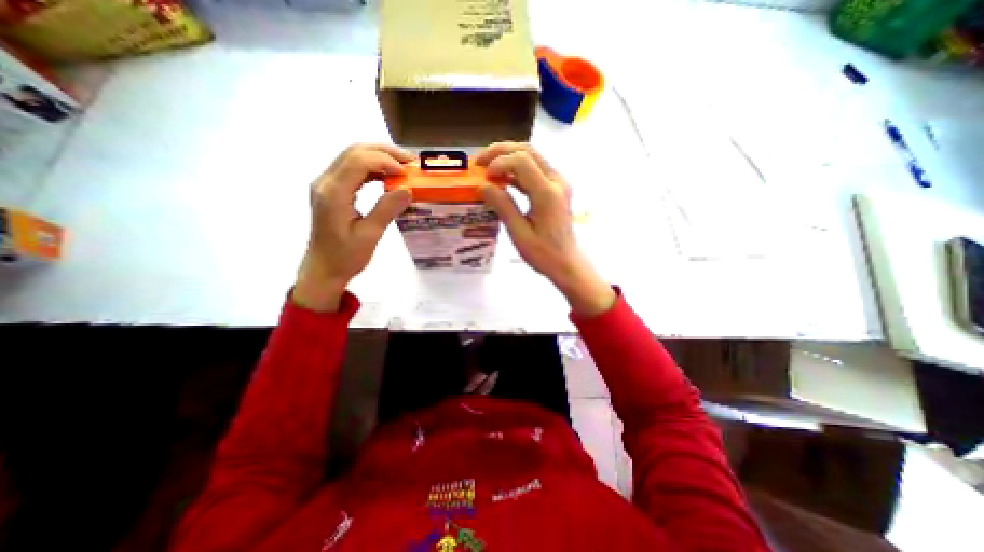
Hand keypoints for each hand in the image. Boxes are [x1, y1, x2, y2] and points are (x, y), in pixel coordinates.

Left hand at [293, 145, 412, 312]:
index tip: (407, 174)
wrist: (324, 269)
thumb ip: (387, 209)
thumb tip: (407, 189)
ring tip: (403, 166)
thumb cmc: (346, 257)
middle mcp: (326, 182)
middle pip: (355, 151)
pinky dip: (373, 168)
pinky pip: (352, 169)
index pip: (359, 161)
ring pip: (353, 157)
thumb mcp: (370, 235)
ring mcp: (326, 185)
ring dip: (380, 157)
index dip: (386, 161)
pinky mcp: (331, 191)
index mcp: (333, 192)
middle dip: (385, 152)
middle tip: (411, 162)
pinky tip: (388, 177)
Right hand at [477, 143, 612, 316]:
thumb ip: (503, 206)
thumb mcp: (519, 233)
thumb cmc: (543, 254)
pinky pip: (534, 170)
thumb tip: (483, 185)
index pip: (521, 161)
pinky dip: (516, 170)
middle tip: (479, 162)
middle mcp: (556, 181)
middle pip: (527, 151)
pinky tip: (502, 180)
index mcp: (547, 193)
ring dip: (507, 158)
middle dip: (500, 151)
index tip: (483, 178)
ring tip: (486, 168)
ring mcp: (558, 183)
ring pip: (531, 157)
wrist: (567, 263)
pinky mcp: (556, 189)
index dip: (498, 163)